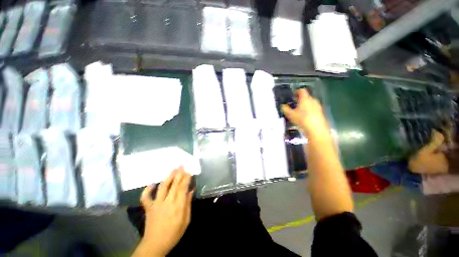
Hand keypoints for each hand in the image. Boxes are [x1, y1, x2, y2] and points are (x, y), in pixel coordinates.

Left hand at [133, 167, 192, 256]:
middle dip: (179, 174)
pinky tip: (152, 184)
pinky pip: (145, 197)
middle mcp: (167, 202)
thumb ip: (188, 204)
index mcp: (178, 206)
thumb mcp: (186, 220)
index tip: (189, 171)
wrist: (155, 244)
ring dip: (168, 177)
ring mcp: (156, 204)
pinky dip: (147, 190)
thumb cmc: (174, 233)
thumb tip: (191, 191)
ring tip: (173, 169)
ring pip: (163, 187)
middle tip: (182, 165)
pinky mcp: (148, 208)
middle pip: (174, 184)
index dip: (186, 178)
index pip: (183, 188)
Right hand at [282, 89, 329, 138]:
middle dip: (300, 100)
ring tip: (299, 111)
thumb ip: (285, 109)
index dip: (296, 92)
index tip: (292, 95)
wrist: (316, 129)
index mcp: (305, 98)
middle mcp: (313, 100)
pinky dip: (309, 110)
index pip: (302, 91)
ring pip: (310, 103)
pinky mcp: (321, 113)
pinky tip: (305, 117)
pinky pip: (313, 109)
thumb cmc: (302, 119)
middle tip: (294, 104)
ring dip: (305, 105)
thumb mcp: (290, 115)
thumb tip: (282, 105)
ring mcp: (318, 106)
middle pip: (306, 97)